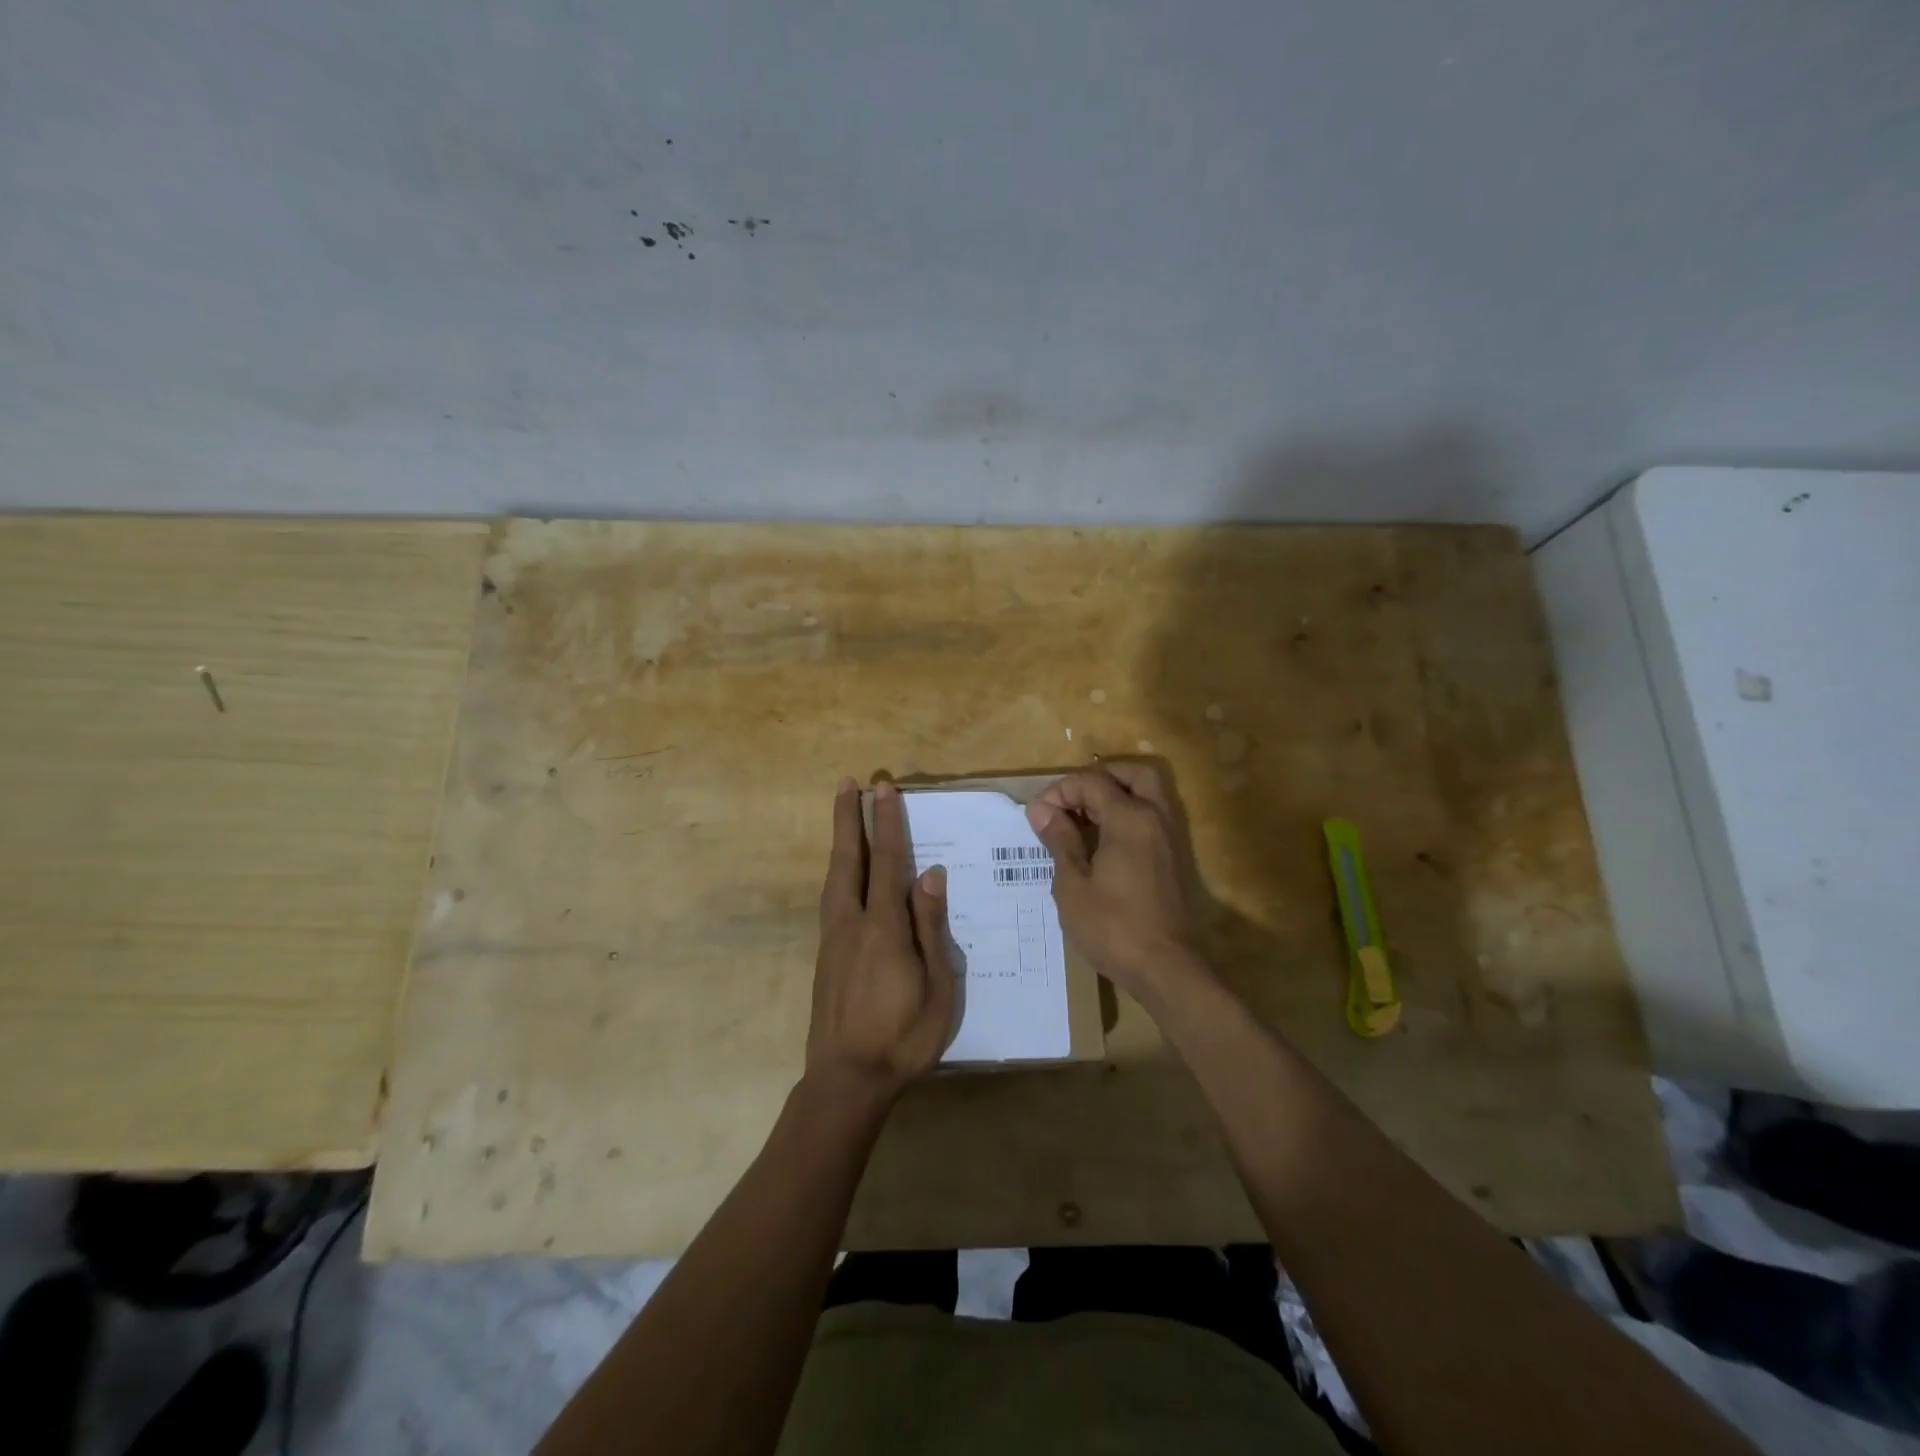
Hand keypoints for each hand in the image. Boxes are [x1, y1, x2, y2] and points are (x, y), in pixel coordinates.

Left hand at [809, 778, 956, 1101]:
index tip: (884, 790)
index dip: (888, 824)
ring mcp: (833, 938)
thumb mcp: (937, 987)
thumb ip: (931, 928)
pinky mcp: (825, 954)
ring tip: (844, 813)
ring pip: (835, 876)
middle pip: (849, 860)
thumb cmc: (903, 1037)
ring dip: (841, 840)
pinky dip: (839, 870)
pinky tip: (845, 871)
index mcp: (883, 929)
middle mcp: (852, 923)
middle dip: (850, 819)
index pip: (888, 863)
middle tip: (849, 784)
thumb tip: (931, 875)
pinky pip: (832, 897)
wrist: (846, 1080)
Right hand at [1025, 763, 1210, 1005]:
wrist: (1165, 969)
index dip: (1061, 791)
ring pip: (1148, 794)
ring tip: (1083, 821)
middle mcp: (1156, 818)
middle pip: (1133, 774)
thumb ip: (1059, 840)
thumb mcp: (1072, 885)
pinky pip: (1152, 818)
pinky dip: (1129, 815)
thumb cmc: (1112, 927)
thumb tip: (1041, 809)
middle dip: (1099, 779)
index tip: (1038, 815)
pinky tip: (1102, 843)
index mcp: (1130, 818)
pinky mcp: (1174, 859)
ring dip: (1116, 795)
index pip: (1093, 782)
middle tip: (1071, 802)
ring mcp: (1170, 838)